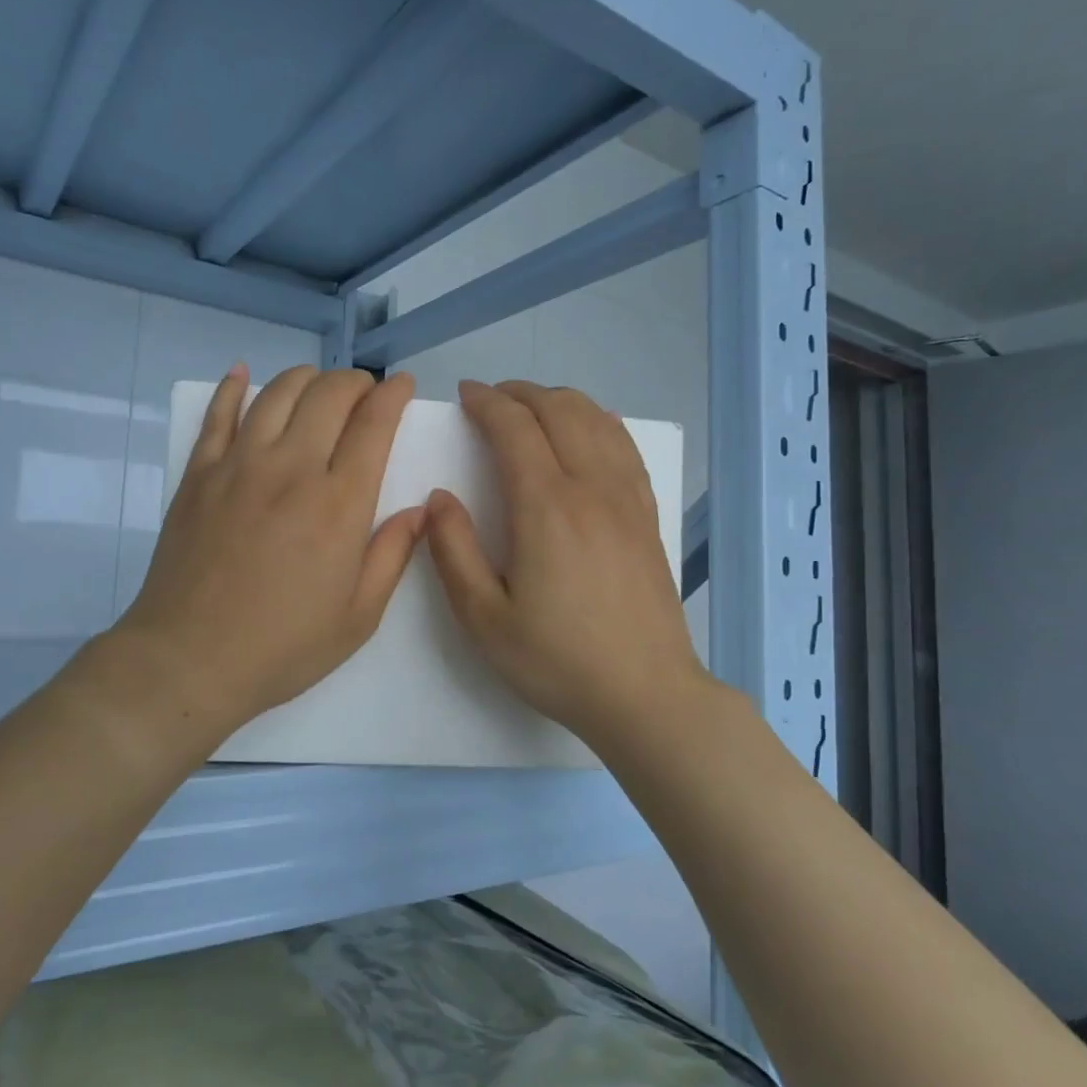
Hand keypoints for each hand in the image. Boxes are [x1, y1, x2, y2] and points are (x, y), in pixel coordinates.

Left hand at [102, 364, 425, 745]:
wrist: (189, 660)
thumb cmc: (283, 646)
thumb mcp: (358, 617)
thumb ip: (393, 555)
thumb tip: (420, 509)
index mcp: (338, 503)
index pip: (374, 424)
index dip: (393, 395)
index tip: (403, 386)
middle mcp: (291, 468)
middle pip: (328, 394)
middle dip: (355, 382)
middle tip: (364, 394)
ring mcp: (238, 465)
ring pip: (277, 393)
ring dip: (306, 378)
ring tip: (318, 387)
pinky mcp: (198, 474)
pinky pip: (217, 413)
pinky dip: (232, 387)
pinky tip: (243, 374)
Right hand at [425, 380, 714, 749]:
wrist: (645, 694)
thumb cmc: (557, 660)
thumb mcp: (483, 618)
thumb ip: (453, 551)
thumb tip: (439, 497)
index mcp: (546, 507)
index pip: (514, 427)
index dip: (486, 402)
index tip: (464, 395)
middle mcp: (591, 488)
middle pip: (559, 409)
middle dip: (521, 392)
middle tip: (491, 399)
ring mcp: (627, 499)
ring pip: (597, 420)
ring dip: (560, 401)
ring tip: (532, 409)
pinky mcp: (648, 515)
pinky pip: (625, 446)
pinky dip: (599, 422)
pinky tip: (588, 433)